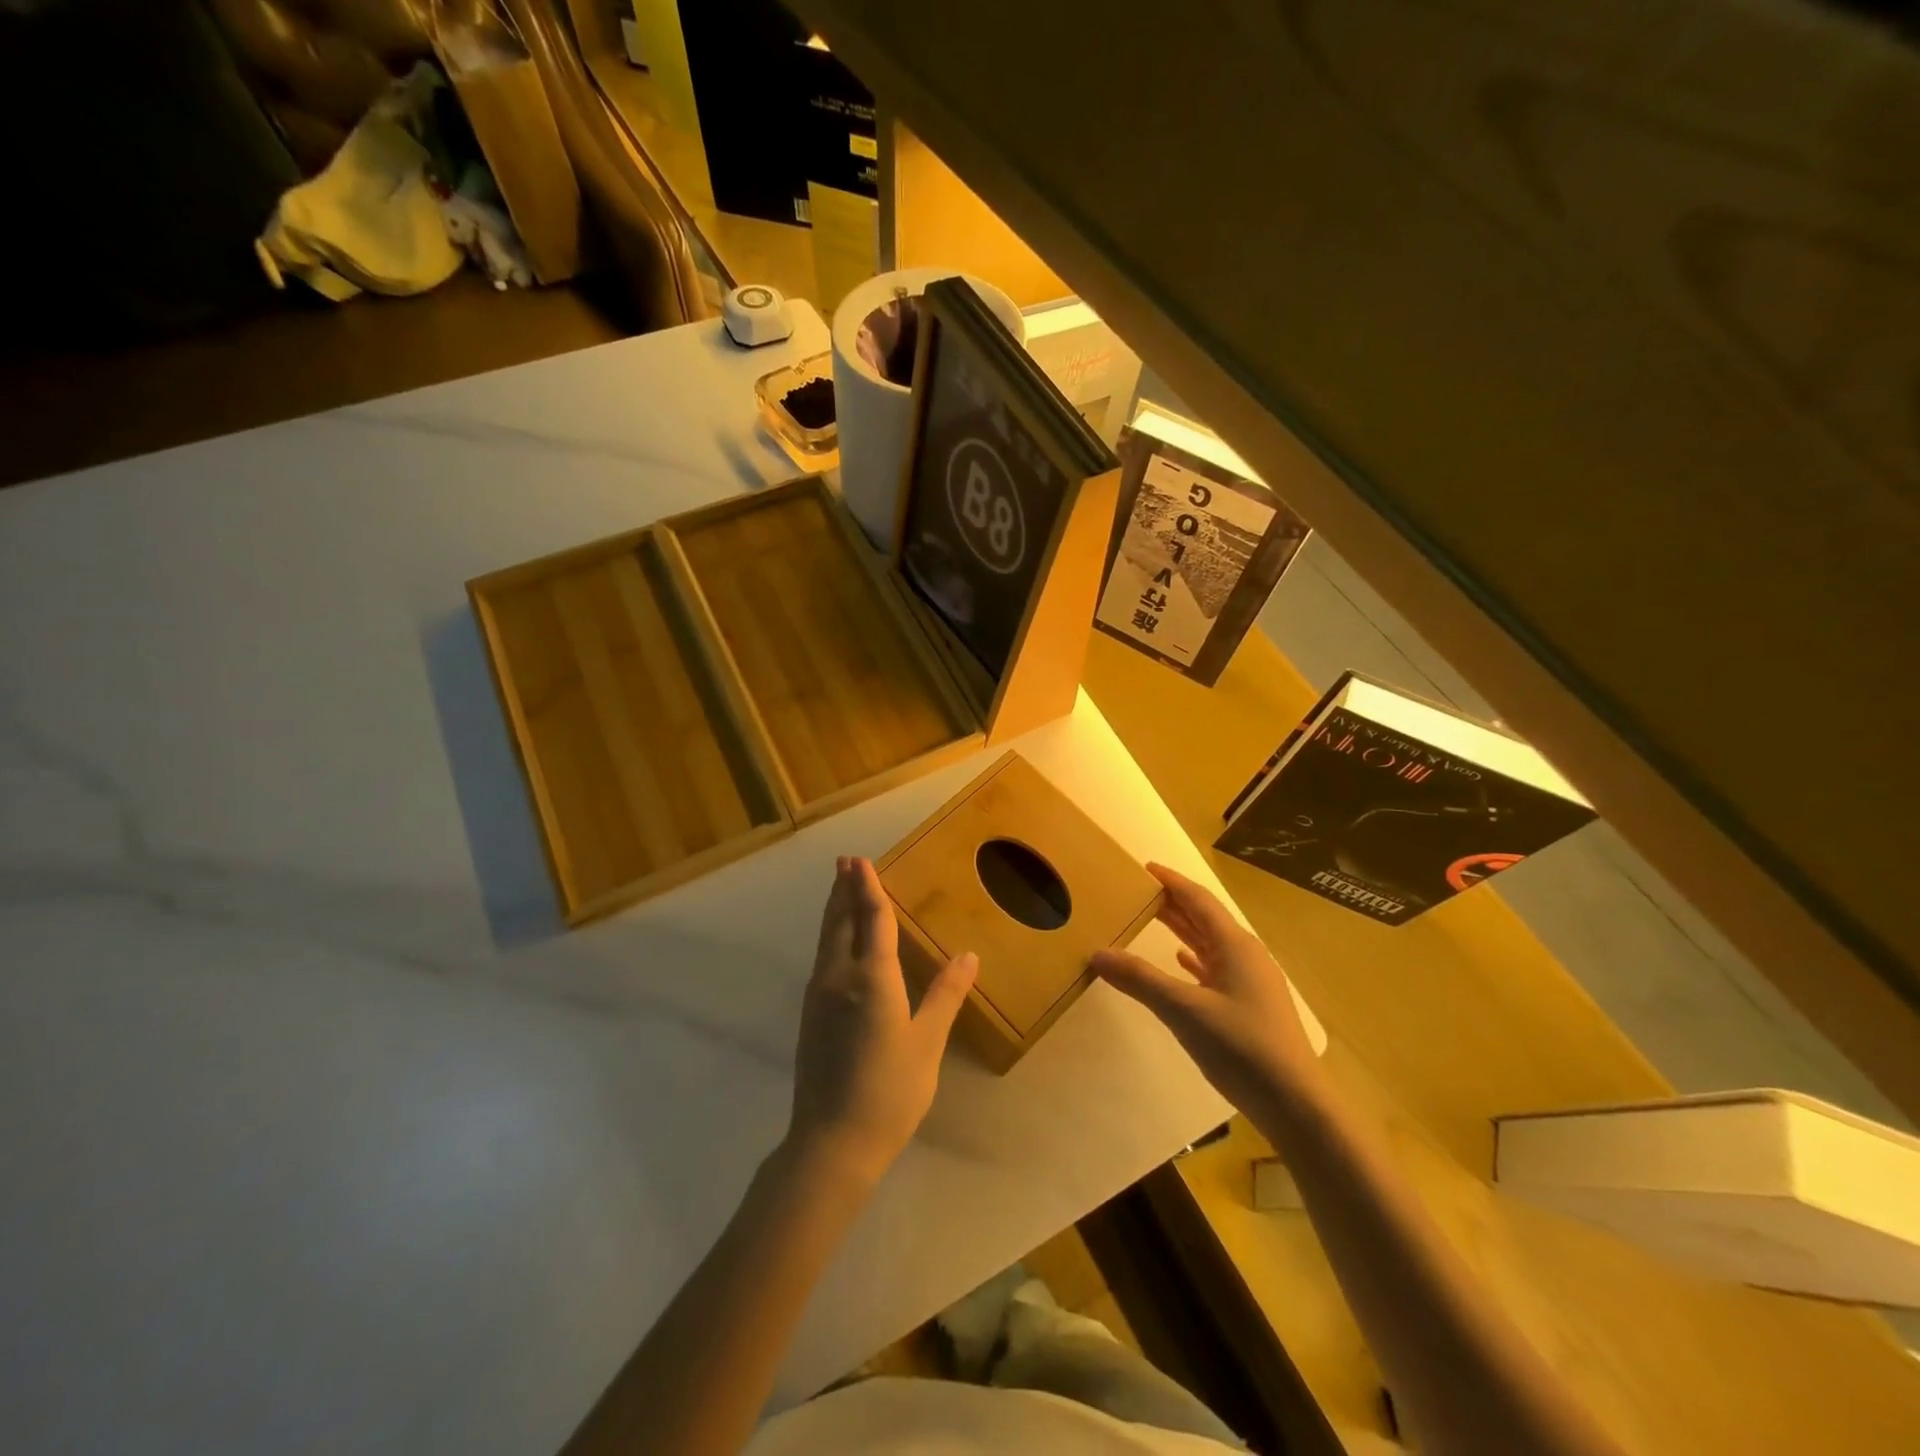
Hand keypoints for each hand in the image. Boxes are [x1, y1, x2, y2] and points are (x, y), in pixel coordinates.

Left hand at [788, 857, 978, 1185]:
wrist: (831, 1143)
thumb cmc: (889, 1092)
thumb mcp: (927, 1043)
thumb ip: (946, 994)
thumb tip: (969, 955)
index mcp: (872, 978)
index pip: (871, 919)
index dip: (869, 888)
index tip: (860, 861)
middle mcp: (839, 977)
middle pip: (841, 921)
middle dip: (844, 890)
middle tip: (845, 862)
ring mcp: (819, 995)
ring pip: (826, 939)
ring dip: (834, 909)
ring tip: (838, 888)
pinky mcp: (810, 1014)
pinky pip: (822, 958)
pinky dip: (830, 935)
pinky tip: (835, 942)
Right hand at [1091, 864, 1318, 1117]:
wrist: (1295, 1104)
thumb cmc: (1241, 1047)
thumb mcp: (1184, 1010)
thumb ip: (1140, 980)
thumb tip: (1099, 953)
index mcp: (1234, 945)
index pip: (1198, 900)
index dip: (1171, 881)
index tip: (1145, 867)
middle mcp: (1245, 956)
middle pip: (1204, 918)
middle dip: (1172, 903)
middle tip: (1137, 892)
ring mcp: (1250, 982)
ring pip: (1210, 944)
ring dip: (1182, 929)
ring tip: (1150, 919)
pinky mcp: (1251, 1006)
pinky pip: (1216, 968)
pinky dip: (1194, 959)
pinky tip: (1181, 961)